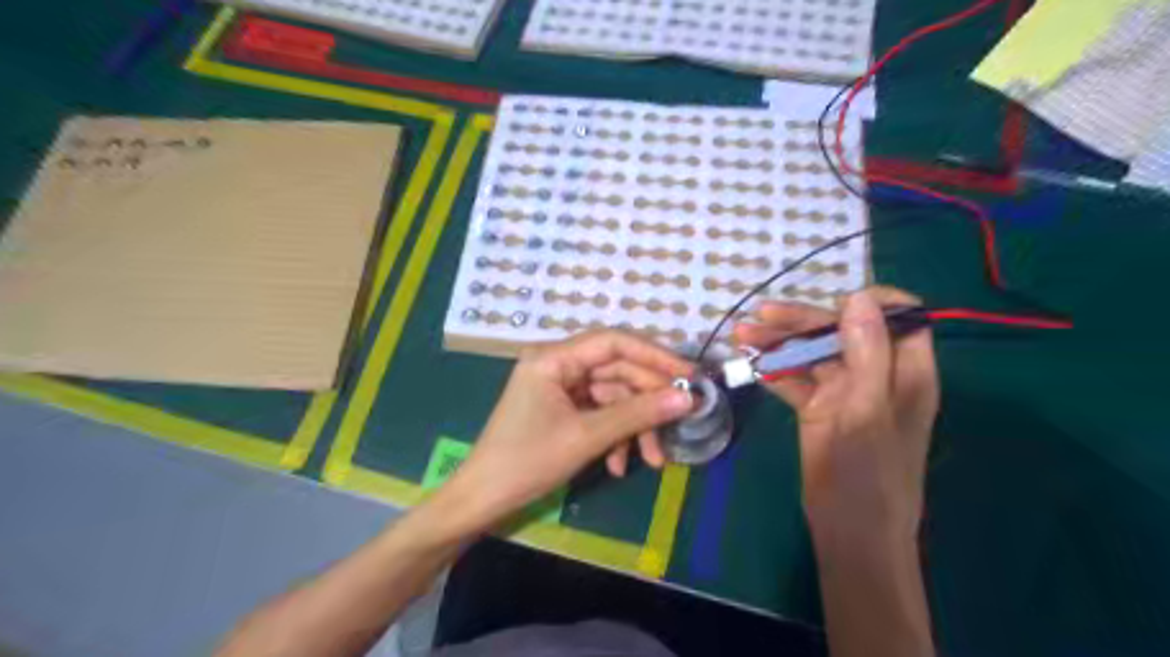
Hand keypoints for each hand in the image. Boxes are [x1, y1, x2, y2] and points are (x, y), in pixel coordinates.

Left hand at [441, 331, 691, 530]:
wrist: (483, 500)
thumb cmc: (527, 461)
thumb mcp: (586, 437)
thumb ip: (638, 414)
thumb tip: (687, 399)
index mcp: (554, 358)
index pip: (614, 342)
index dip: (656, 356)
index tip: (690, 375)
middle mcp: (558, 364)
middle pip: (617, 372)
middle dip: (647, 403)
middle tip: (678, 426)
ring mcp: (560, 387)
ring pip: (612, 396)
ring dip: (634, 427)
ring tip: (653, 460)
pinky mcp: (563, 409)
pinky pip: (599, 413)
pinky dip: (615, 435)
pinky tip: (619, 465)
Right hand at [738, 284, 939, 538]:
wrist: (849, 533)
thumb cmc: (867, 475)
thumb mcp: (867, 410)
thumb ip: (868, 352)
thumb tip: (859, 296)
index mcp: (905, 372)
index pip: (900, 317)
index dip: (870, 301)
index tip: (831, 300)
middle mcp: (877, 375)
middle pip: (843, 331)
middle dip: (802, 321)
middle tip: (759, 318)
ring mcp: (846, 392)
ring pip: (814, 353)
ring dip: (780, 343)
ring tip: (742, 336)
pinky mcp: (821, 409)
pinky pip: (797, 380)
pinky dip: (775, 370)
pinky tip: (750, 364)